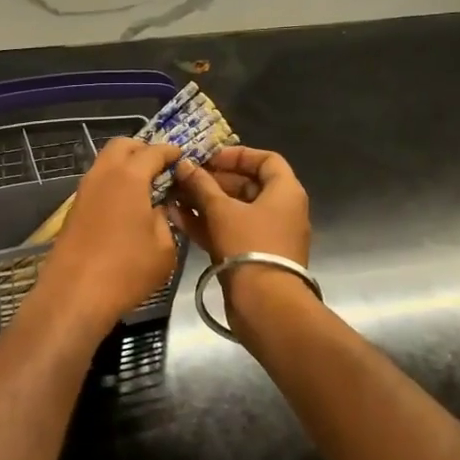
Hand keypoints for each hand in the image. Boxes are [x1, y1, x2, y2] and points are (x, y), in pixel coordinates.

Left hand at [31, 139, 183, 334]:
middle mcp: (103, 175)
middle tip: (161, 167)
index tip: (182, 157)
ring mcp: (84, 191)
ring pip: (105, 163)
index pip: (153, 151)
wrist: (74, 294)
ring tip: (145, 187)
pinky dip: (113, 183)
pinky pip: (97, 183)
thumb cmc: (126, 270)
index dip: (170, 151)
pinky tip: (126, 206)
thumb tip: (158, 208)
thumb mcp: (164, 248)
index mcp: (129, 177)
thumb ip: (165, 220)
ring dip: (124, 166)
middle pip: (121, 146)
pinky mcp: (74, 209)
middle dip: (142, 149)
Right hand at [169, 145, 311, 266]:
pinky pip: (230, 231)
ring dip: (205, 202)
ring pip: (235, 210)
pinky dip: (208, 223)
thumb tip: (184, 165)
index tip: (209, 158)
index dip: (237, 155)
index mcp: (285, 192)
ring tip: (174, 197)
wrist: (265, 303)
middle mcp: (281, 210)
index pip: (266, 160)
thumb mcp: (221, 210)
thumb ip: (201, 185)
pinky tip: (178, 218)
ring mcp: (267, 235)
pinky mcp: (253, 255)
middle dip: (213, 180)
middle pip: (247, 185)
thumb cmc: (248, 246)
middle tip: (184, 178)